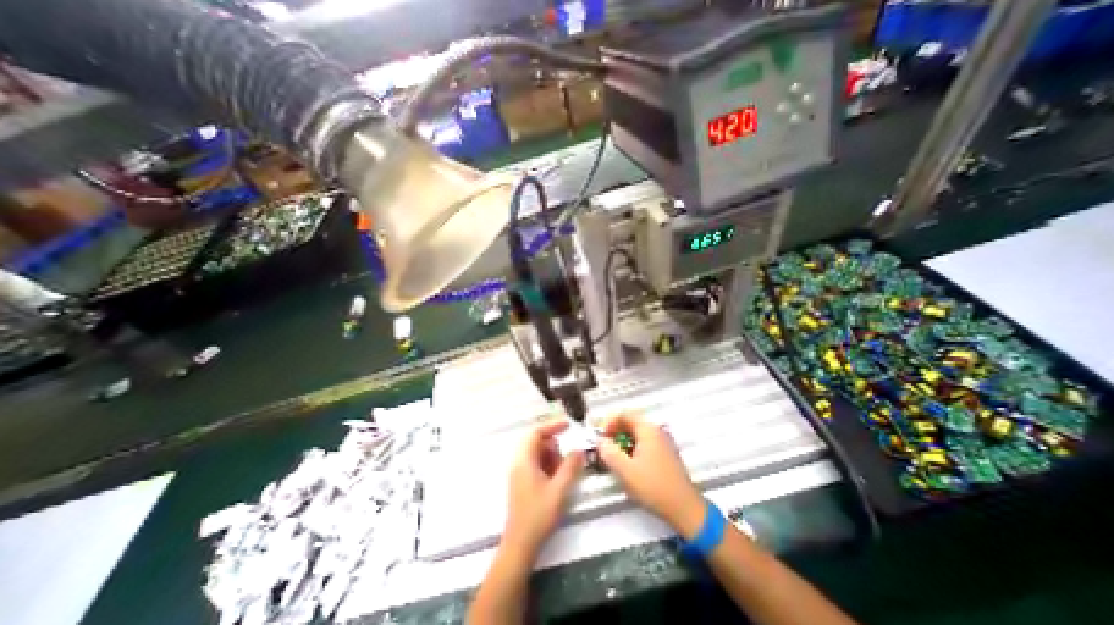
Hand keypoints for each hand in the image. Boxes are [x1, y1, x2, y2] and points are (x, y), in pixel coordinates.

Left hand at [506, 420, 585, 556]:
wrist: (520, 545)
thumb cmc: (538, 515)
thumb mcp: (559, 489)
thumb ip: (570, 467)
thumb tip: (579, 450)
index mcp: (524, 460)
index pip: (536, 432)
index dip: (552, 426)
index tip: (568, 425)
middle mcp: (519, 462)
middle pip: (536, 442)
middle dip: (554, 446)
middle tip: (568, 458)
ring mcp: (519, 473)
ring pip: (537, 454)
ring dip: (552, 457)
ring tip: (563, 472)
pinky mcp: (522, 482)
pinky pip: (536, 464)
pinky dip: (548, 466)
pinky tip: (557, 480)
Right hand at [600, 413, 702, 538]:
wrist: (685, 509)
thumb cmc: (653, 486)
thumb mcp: (625, 470)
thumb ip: (608, 452)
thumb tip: (600, 441)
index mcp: (647, 429)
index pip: (623, 414)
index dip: (608, 422)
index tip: (599, 437)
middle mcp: (656, 431)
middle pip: (630, 423)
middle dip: (614, 433)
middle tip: (603, 447)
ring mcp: (662, 442)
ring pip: (636, 434)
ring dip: (621, 442)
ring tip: (612, 458)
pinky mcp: (665, 455)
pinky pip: (643, 444)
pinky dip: (631, 449)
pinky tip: (627, 465)